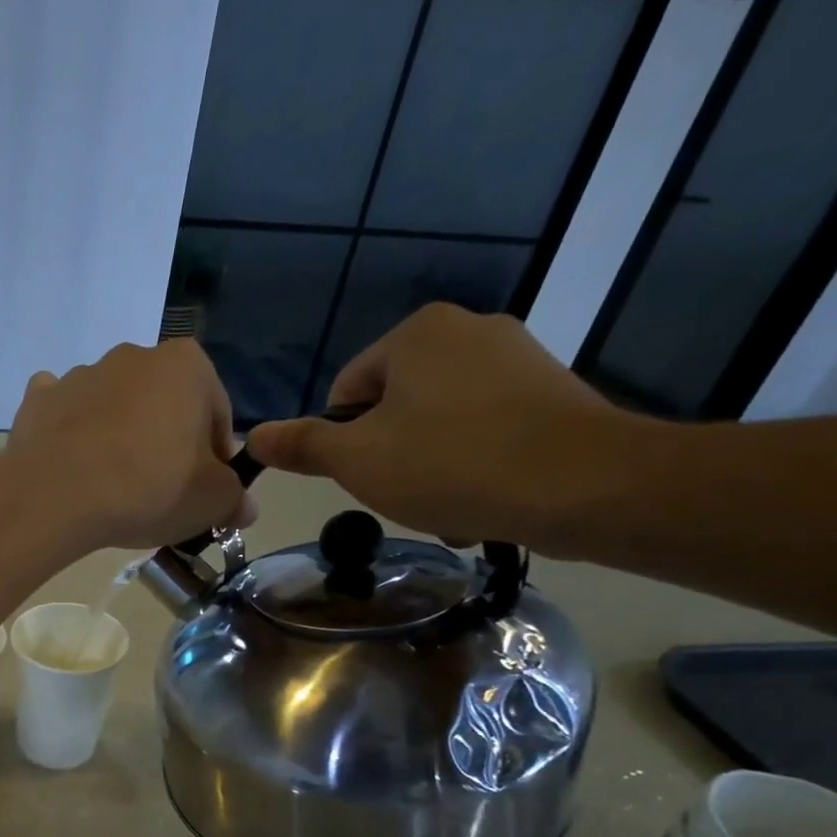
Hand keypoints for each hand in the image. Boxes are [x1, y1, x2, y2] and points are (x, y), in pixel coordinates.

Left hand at [6, 339, 251, 550]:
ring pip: (113, 408)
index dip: (215, 459)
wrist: (57, 495)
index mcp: (187, 365)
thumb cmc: (149, 488)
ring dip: (118, 438)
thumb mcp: (211, 502)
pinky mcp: (39, 399)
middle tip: (159, 494)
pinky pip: (63, 414)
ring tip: (111, 488)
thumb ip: (234, 499)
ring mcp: (81, 374)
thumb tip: (243, 507)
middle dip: (165, 443)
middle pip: (162, 406)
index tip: (203, 492)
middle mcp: (134, 356)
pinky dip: (69, 433)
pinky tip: (71, 465)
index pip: (216, 414)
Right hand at [246, 303, 640, 549]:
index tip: (366, 477)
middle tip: (404, 496)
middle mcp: (468, 330)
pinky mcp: (551, 392)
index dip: (343, 443)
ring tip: (446, 506)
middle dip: (389, 459)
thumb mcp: (357, 460)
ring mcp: (517, 358)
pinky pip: (484, 431)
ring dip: (428, 469)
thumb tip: (253, 436)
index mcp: (416, 334)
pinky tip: (481, 499)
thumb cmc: (451, 464)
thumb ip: (302, 446)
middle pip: (392, 409)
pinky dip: (472, 466)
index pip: (345, 393)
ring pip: (438, 425)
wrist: (582, 484)